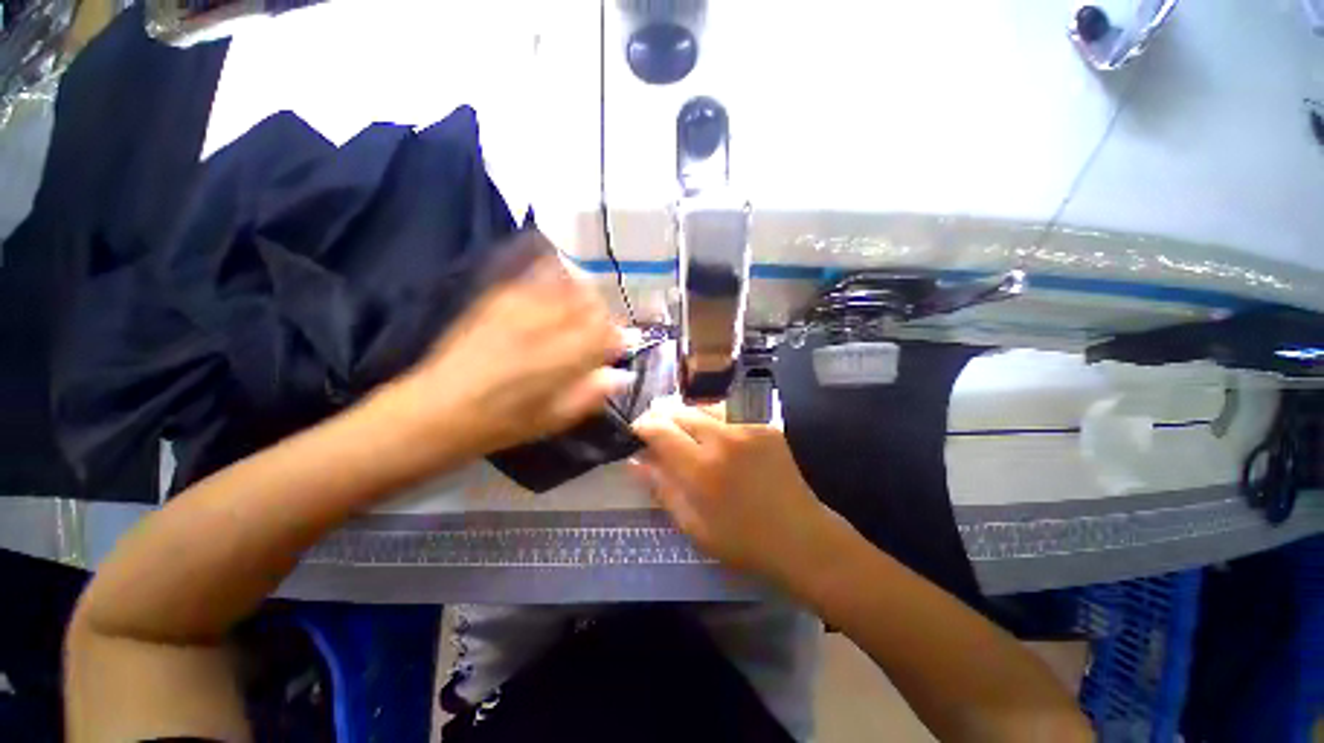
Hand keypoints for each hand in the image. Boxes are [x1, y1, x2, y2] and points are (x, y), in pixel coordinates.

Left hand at [389, 247, 630, 458]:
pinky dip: (554, 275)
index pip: (607, 333)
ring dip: (582, 295)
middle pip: (590, 304)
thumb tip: (621, 375)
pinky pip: (535, 275)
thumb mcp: (555, 419)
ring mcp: (521, 306)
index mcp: (563, 358)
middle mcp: (546, 325)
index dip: (619, 336)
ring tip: (581, 307)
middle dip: (603, 314)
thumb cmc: (502, 423)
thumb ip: (592, 394)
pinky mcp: (499, 298)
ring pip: (567, 285)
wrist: (438, 409)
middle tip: (601, 329)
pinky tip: (557, 283)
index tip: (621, 343)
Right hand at [630, 399, 848, 585]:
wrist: (801, 537)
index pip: (661, 430)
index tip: (637, 432)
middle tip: (657, 431)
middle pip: (681, 411)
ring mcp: (748, 426)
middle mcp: (724, 438)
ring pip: (703, 405)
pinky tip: (712, 432)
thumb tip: (635, 461)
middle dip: (662, 417)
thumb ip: (662, 488)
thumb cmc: (742, 541)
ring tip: (684, 430)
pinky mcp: (765, 424)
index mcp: (702, 469)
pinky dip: (712, 417)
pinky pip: (728, 410)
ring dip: (687, 414)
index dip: (643, 426)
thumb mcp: (692, 526)